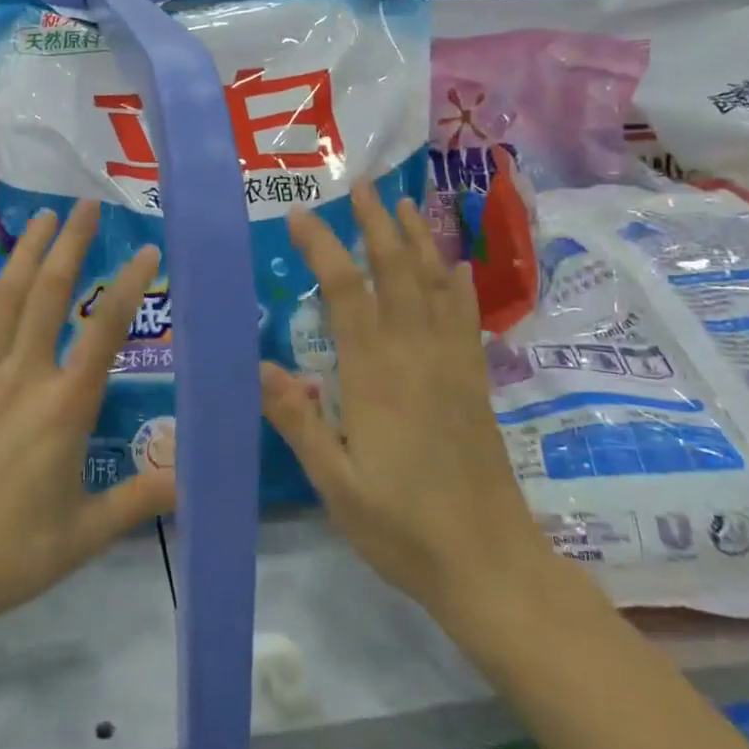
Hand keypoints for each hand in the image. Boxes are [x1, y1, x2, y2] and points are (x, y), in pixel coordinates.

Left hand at [0, 201, 175, 639]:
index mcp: (64, 408)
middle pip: (49, 294)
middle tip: (85, 205)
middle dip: (70, 243)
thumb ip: (139, 500)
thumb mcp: (84, 534)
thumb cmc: (8, 555)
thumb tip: (191, 480)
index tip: (147, 251)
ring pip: (5, 298)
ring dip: (26, 253)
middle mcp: (22, 377)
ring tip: (42, 218)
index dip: (129, 286)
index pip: (105, 332)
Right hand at [260, 182, 551, 622]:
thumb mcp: (335, 483)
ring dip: (418, 239)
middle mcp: (416, 354)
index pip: (345, 291)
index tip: (300, 216)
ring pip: (434, 284)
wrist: (490, 564)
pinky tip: (453, 267)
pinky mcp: (475, 381)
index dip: (322, 247)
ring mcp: (452, 364)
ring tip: (404, 203)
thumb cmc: (402, 528)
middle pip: (396, 270)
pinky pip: (465, 317)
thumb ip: (298, 421)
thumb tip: (258, 364)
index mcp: (375, 374)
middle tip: (362, 184)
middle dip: (377, 223)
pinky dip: (456, 283)